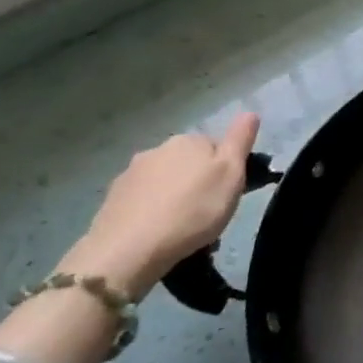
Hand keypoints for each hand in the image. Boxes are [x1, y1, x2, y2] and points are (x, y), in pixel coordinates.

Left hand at [78, 114, 259, 296]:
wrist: (130, 249)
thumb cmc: (193, 210)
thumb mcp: (231, 174)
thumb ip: (240, 141)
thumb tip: (250, 112)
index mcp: (188, 141)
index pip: (216, 147)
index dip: (226, 169)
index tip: (229, 193)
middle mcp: (157, 150)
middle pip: (188, 164)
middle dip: (199, 183)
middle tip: (210, 213)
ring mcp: (130, 174)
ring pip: (165, 183)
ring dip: (176, 198)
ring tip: (184, 229)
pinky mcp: (112, 200)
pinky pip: (144, 202)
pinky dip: (154, 212)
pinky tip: (159, 234)